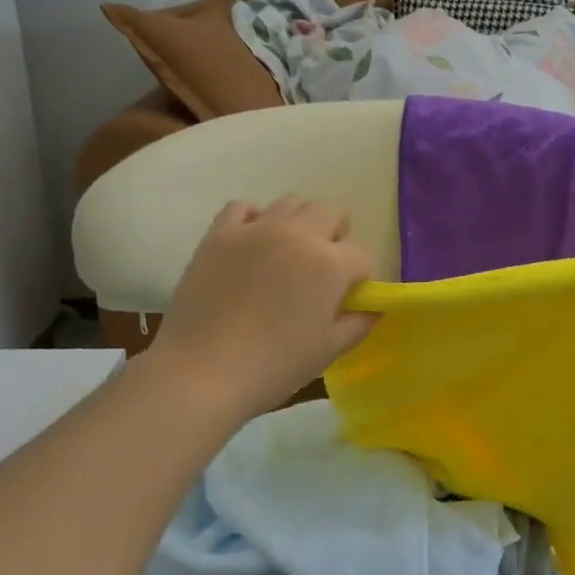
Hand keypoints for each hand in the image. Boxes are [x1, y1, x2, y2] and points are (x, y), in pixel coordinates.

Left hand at [146, 197, 375, 419]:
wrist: (202, 372)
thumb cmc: (275, 365)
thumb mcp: (329, 350)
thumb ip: (359, 323)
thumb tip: (373, 308)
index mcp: (329, 264)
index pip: (361, 254)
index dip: (359, 276)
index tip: (346, 298)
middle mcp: (297, 235)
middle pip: (331, 212)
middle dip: (336, 237)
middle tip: (323, 270)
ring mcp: (255, 230)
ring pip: (292, 202)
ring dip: (300, 224)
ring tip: (289, 254)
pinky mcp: (219, 234)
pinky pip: (243, 207)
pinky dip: (254, 220)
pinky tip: (252, 245)